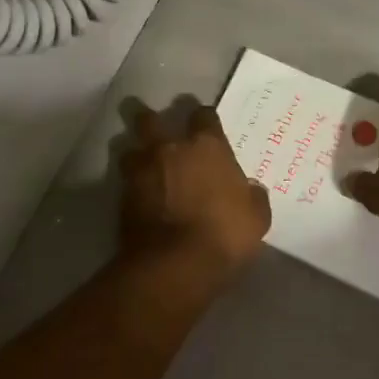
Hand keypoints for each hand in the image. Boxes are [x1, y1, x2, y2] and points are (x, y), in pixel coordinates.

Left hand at [120, 104, 271, 272]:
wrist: (174, 263)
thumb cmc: (223, 234)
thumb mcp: (256, 217)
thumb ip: (252, 196)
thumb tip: (250, 190)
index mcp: (206, 146)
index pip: (203, 115)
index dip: (204, 118)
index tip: (205, 126)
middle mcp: (169, 148)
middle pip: (151, 119)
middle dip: (151, 120)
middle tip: (156, 128)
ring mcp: (141, 170)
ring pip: (129, 148)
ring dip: (136, 154)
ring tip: (142, 164)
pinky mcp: (122, 196)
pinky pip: (124, 180)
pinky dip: (130, 184)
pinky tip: (137, 195)